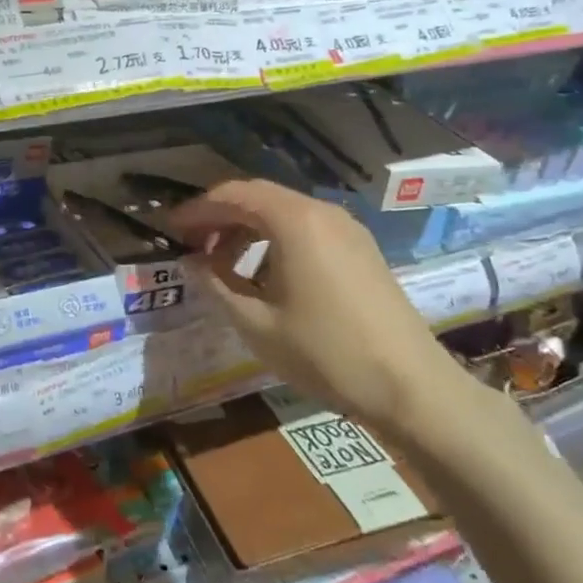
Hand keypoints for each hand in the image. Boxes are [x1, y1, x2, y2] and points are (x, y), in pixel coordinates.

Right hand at [171, 179, 475, 434]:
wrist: (412, 387)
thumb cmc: (326, 353)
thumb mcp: (257, 324)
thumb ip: (216, 285)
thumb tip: (192, 262)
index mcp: (294, 221)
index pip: (233, 195)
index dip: (197, 209)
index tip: (170, 230)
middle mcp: (321, 212)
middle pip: (258, 197)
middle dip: (220, 216)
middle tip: (191, 244)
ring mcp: (346, 228)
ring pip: (283, 212)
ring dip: (247, 228)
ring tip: (223, 263)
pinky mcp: (360, 248)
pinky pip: (306, 228)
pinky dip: (275, 239)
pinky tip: (264, 274)